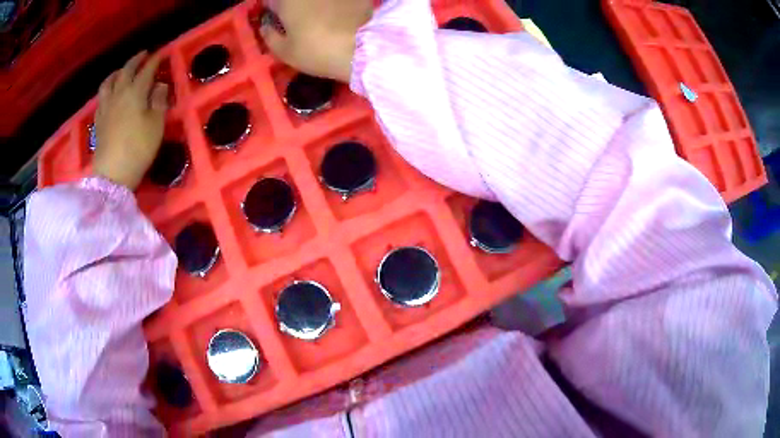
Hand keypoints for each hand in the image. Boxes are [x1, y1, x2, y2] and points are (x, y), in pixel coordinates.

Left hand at [93, 52, 168, 189]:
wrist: (112, 174)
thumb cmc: (138, 149)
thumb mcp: (156, 125)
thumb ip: (159, 101)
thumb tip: (160, 85)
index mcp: (135, 92)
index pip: (146, 70)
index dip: (155, 61)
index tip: (162, 54)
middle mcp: (119, 94)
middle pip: (126, 70)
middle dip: (136, 60)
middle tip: (144, 55)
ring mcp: (106, 106)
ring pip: (109, 81)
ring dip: (118, 72)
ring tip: (122, 71)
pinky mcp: (98, 120)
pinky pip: (101, 96)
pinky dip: (107, 88)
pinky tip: (110, 92)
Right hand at [260, 0, 372, 82]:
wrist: (363, 48)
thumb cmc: (317, 51)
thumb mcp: (285, 52)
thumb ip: (270, 36)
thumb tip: (265, 25)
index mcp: (287, 0)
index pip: (272, 1)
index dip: (275, 10)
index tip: (278, 20)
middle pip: (295, 0)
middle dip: (294, 7)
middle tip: (298, 20)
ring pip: (316, 0)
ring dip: (315, 5)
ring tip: (320, 18)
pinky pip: (340, 0)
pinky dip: (336, 5)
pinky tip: (339, 14)